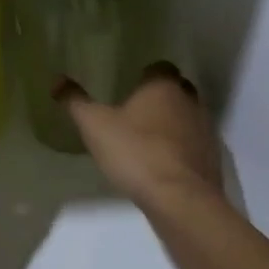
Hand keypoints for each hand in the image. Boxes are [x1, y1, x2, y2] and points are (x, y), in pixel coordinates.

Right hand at [57, 62, 222, 208]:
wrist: (180, 200)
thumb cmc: (136, 152)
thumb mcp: (95, 126)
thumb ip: (76, 102)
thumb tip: (56, 80)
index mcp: (164, 86)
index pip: (159, 67)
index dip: (145, 75)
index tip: (128, 87)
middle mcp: (190, 101)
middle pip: (176, 91)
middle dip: (159, 98)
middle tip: (134, 112)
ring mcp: (205, 131)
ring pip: (187, 118)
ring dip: (171, 125)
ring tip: (145, 140)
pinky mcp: (211, 160)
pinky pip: (193, 146)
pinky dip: (179, 150)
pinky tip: (161, 165)